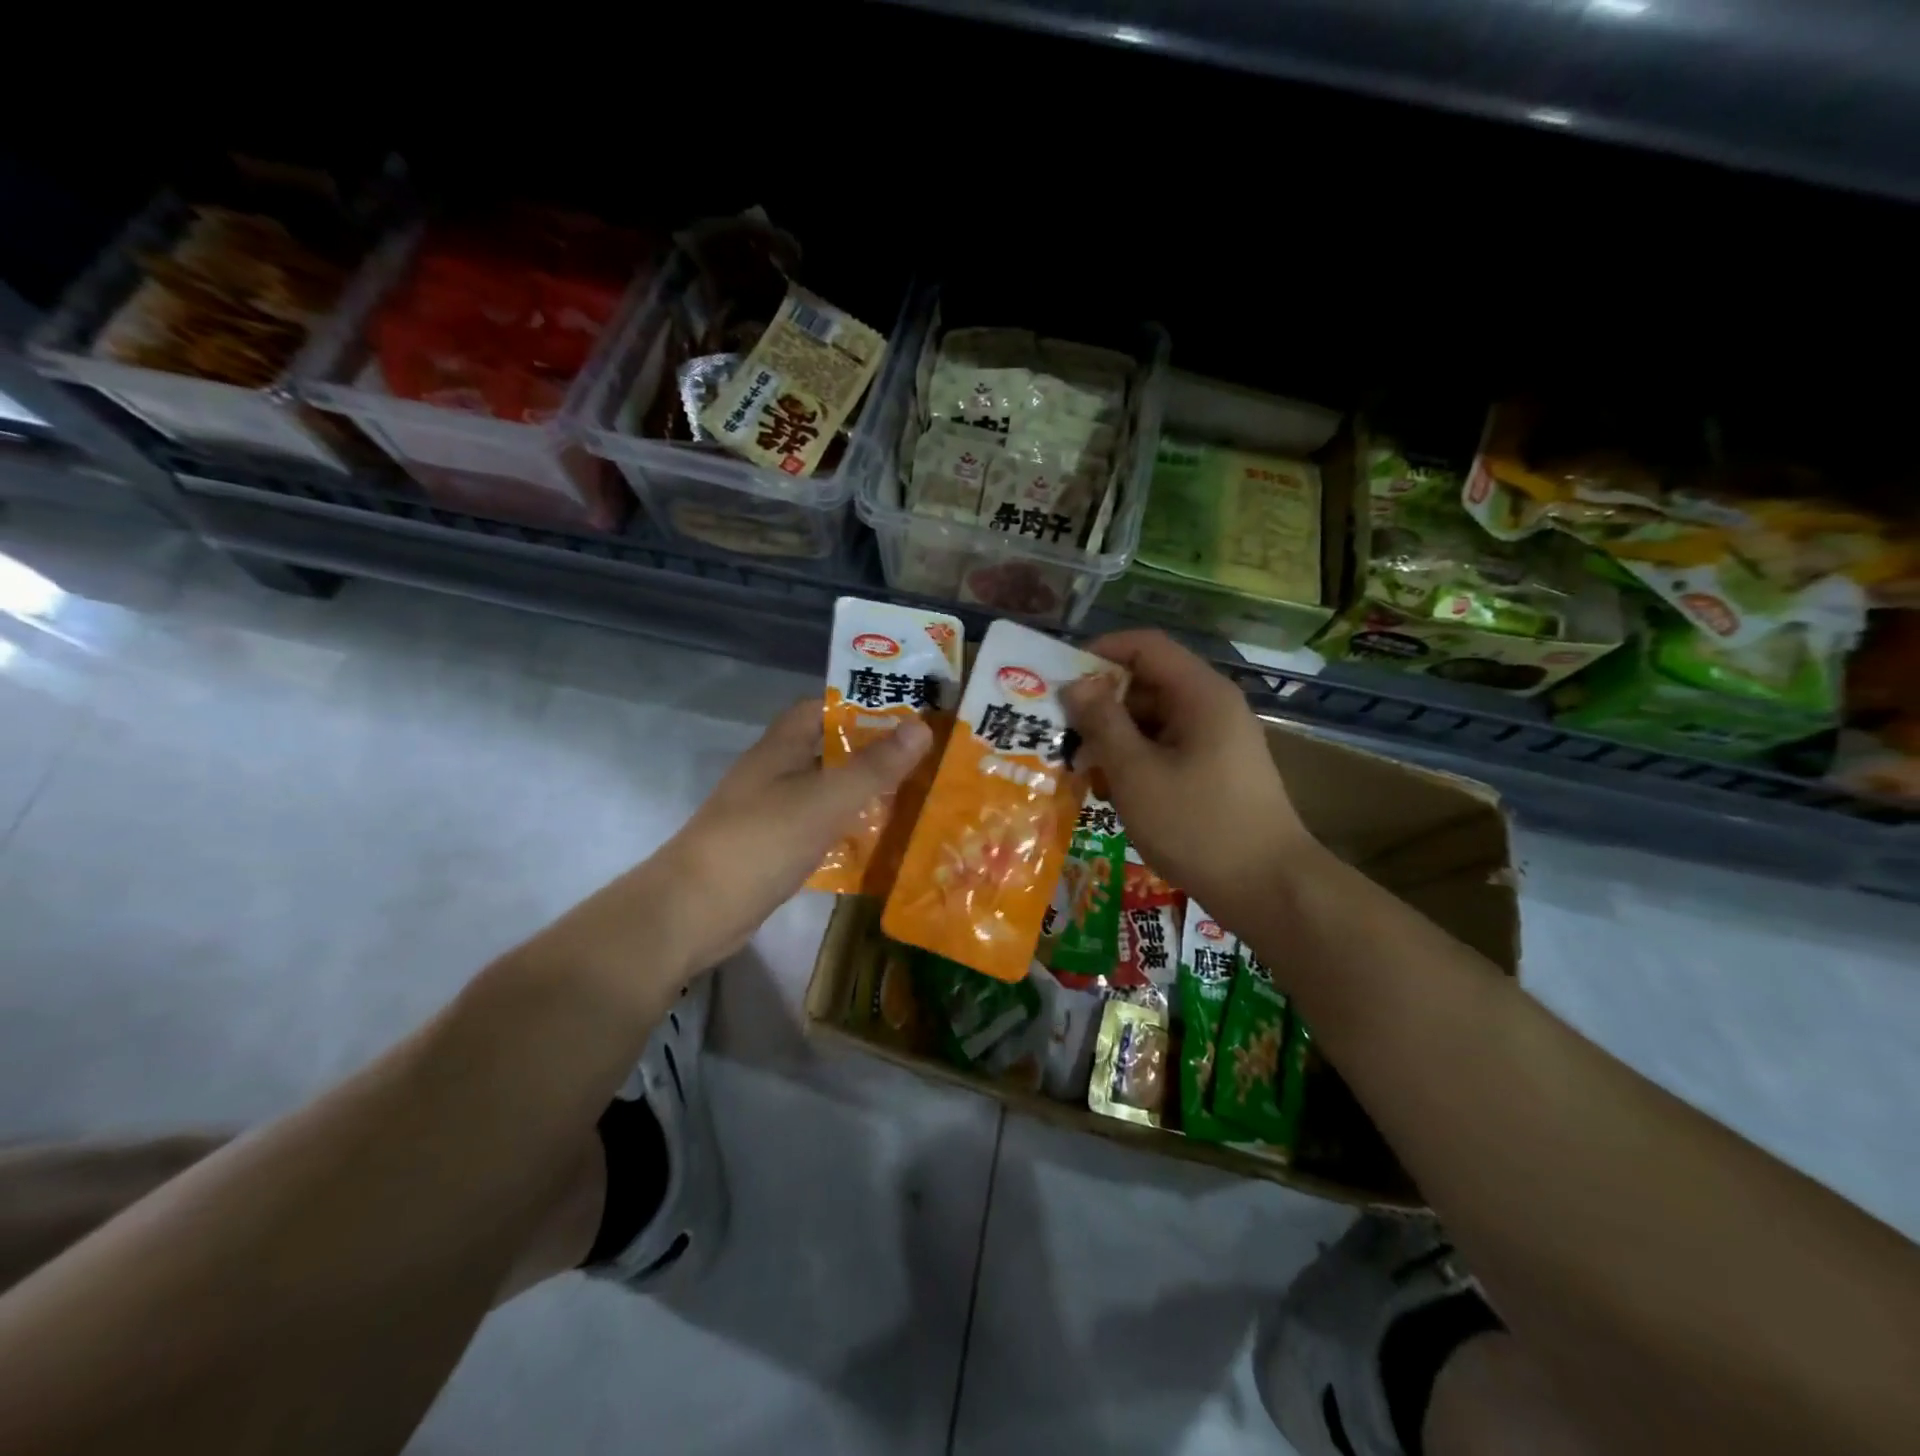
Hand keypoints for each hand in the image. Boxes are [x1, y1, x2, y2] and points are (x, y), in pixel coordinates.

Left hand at [656, 698, 932, 969]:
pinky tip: (880, 843)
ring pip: (826, 792)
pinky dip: (847, 831)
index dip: (860, 706)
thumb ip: (874, 766)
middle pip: (828, 751)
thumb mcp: (825, 799)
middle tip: (924, 760)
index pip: (821, 708)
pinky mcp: (774, 849)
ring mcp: (773, 813)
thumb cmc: (761, 841)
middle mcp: (775, 773)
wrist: (695, 911)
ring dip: (862, 794)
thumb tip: (922, 727)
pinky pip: (819, 829)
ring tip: (915, 797)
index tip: (905, 715)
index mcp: (781, 748)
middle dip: (872, 753)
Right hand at [1060, 630, 1317, 922]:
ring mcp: (1216, 741)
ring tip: (1081, 772)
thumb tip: (1075, 685)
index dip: (1100, 653)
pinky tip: (1111, 794)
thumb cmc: (1197, 825)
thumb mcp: (1136, 772)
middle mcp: (1211, 707)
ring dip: (1114, 740)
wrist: (1269, 889)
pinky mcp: (1214, 771)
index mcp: (1200, 694)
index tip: (1059, 681)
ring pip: (1153, 722)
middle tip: (1061, 737)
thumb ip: (1102, 723)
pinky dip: (1136, 762)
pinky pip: (1166, 750)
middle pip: (1147, 684)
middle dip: (1100, 706)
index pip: (1144, 646)